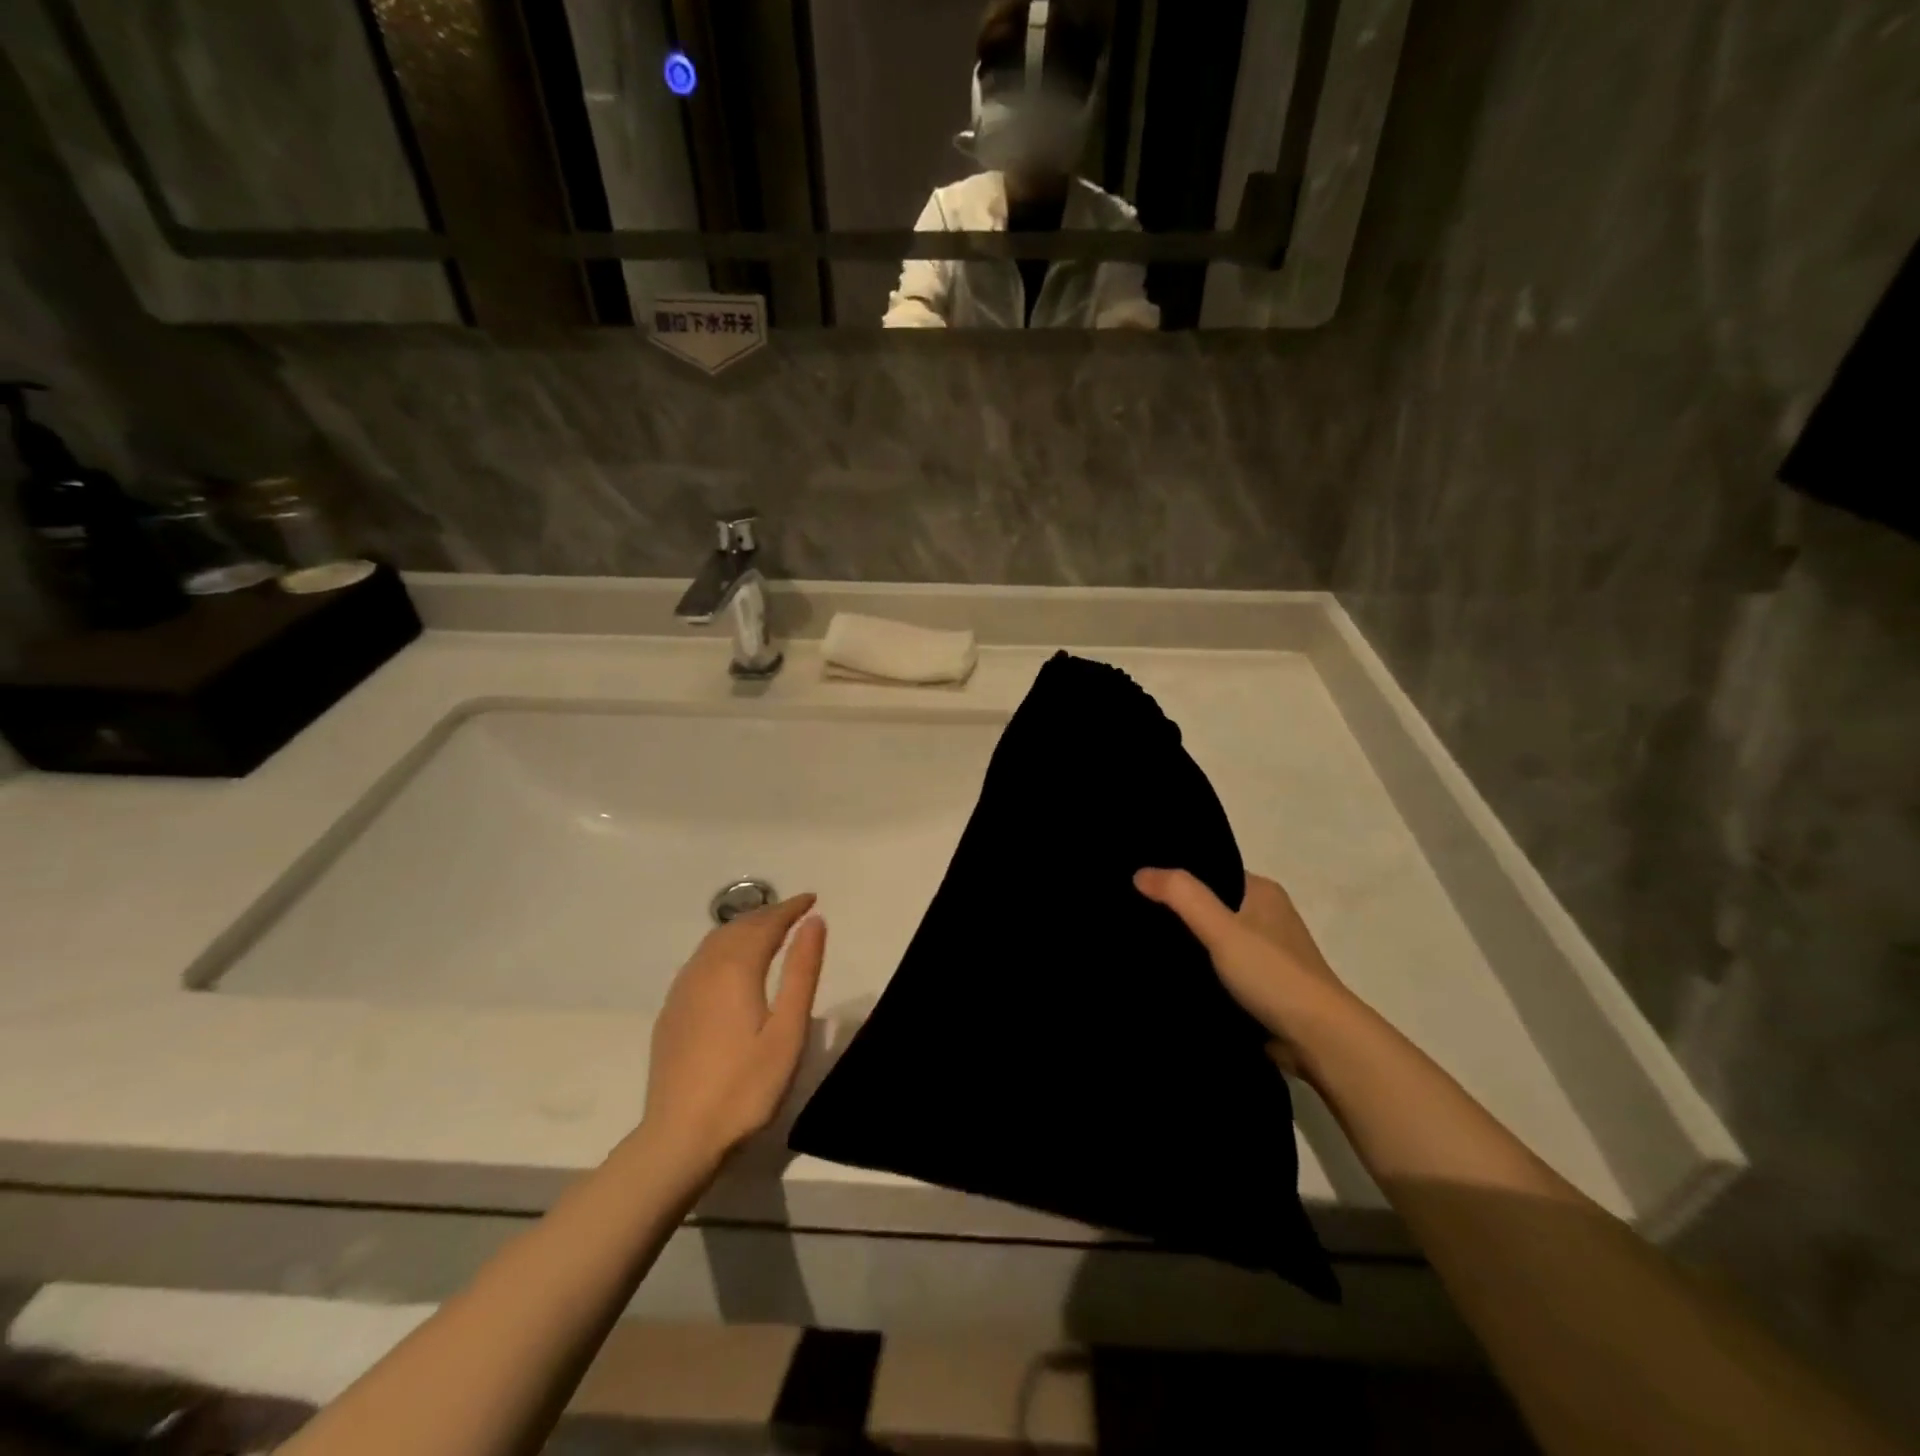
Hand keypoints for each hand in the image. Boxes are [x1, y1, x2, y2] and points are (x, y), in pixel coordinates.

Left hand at [643, 894, 825, 1167]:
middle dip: (768, 914)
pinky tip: (731, 965)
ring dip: (744, 928)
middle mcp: (704, 970)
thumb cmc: (746, 1087)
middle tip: (795, 912)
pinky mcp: (671, 1013)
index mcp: (735, 970)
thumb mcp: (788, 1031)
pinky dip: (723, 948)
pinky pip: (700, 961)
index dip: (790, 908)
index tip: (812, 899)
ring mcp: (682, 991)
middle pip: (737, 927)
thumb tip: (814, 921)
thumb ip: (802, 972)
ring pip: (714, 942)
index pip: (765, 924)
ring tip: (768, 931)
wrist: (679, 1138)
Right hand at [1135, 868, 1357, 1080]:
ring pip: (1213, 941)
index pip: (1210, 872)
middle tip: (1130, 916)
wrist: (1319, 1041)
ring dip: (1186, 946)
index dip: (1176, 877)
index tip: (1137, 884)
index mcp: (1262, 892)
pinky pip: (1219, 971)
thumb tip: (1140, 873)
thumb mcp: (1222, 928)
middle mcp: (1266, 917)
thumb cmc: (1273, 974)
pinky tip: (1168, 977)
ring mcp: (1265, 955)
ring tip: (1140, 945)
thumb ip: (1181, 896)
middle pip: (1210, 907)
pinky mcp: (1261, 988)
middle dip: (1176, 913)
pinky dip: (1198, 972)